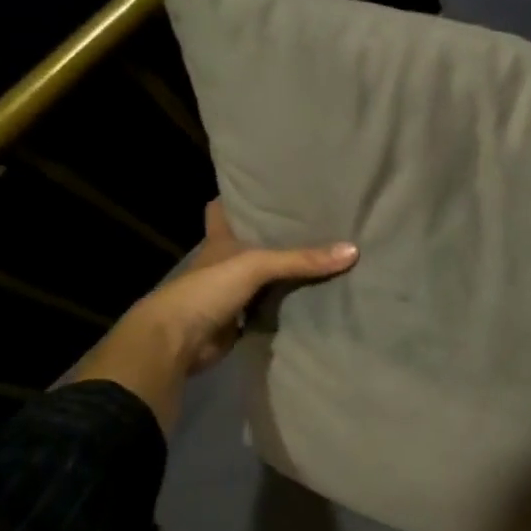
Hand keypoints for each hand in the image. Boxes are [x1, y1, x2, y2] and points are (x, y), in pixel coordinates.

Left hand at [63, 201, 356, 430]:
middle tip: (313, 222)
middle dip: (275, 236)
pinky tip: (312, 298)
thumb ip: (302, 259)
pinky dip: (285, 305)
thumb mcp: (257, 265)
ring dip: (284, 273)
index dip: (237, 198)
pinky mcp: (239, 321)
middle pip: (250, 243)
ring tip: (322, 257)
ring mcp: (230, 293)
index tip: (265, 188)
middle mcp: (225, 263)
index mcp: (220, 240)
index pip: (221, 209)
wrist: (178, 341)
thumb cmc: (208, 289)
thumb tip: (353, 250)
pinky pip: (269, 308)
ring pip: (263, 277)